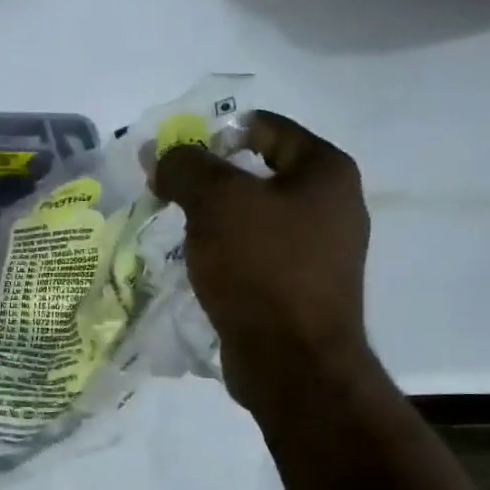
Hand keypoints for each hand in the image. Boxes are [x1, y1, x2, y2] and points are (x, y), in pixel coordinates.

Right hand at [153, 111, 373, 407]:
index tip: (174, 154)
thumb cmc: (262, 268)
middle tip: (167, 192)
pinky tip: (197, 265)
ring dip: (214, 220)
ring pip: (254, 218)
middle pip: (258, 173)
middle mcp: (332, 206)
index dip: (215, 133)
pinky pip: (255, 255)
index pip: (266, 127)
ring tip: (175, 228)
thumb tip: (157, 154)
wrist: (292, 361)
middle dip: (209, 180)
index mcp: (326, 172)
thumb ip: (185, 167)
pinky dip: (225, 253)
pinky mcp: (300, 289)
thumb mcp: (216, 202)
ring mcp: (319, 251)